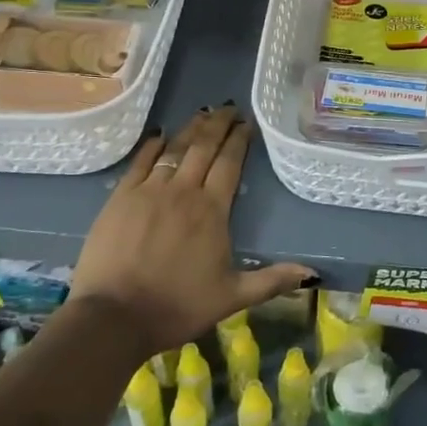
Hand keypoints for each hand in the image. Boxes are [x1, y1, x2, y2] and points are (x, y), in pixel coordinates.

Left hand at [62, 105, 315, 357]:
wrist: (114, 317)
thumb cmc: (177, 306)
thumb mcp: (232, 297)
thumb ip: (272, 280)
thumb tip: (313, 273)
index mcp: (212, 210)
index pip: (230, 163)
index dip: (239, 140)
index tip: (247, 123)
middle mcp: (183, 191)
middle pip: (203, 147)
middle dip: (218, 124)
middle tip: (229, 108)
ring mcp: (149, 191)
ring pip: (174, 149)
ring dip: (190, 128)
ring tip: (202, 113)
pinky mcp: (120, 198)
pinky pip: (140, 162)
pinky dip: (152, 145)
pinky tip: (160, 135)